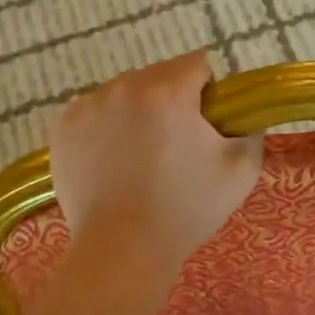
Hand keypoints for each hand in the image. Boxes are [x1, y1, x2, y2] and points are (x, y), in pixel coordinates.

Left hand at [50, 50, 262, 288]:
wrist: (122, 249)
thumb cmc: (185, 209)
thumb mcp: (240, 171)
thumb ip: (250, 131)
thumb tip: (243, 116)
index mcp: (168, 90)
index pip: (197, 64)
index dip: (208, 92)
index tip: (205, 125)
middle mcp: (124, 86)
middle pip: (158, 76)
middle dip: (171, 100)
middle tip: (174, 146)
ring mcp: (89, 105)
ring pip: (124, 93)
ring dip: (136, 111)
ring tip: (138, 157)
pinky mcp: (63, 126)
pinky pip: (94, 111)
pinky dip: (105, 127)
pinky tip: (111, 161)